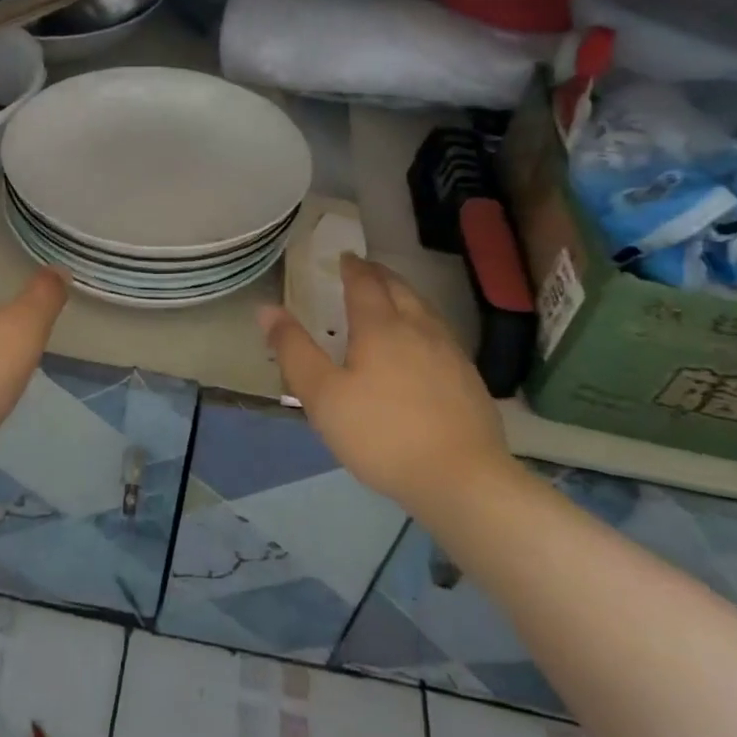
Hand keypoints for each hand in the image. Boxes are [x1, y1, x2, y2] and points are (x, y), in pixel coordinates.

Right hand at [259, 254, 516, 514]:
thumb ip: (294, 350)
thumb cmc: (381, 434)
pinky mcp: (469, 378)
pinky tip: (423, 345)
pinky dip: (423, 323)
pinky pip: (441, 334)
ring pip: (425, 309)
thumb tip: (267, 309)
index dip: (353, 268)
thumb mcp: (322, 396)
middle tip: (365, 271)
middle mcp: (419, 328)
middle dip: (380, 275)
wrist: (462, 479)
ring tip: (392, 299)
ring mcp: (450, 352)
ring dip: (404, 296)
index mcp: (381, 326)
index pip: (365, 283)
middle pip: (399, 289)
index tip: (345, 257)